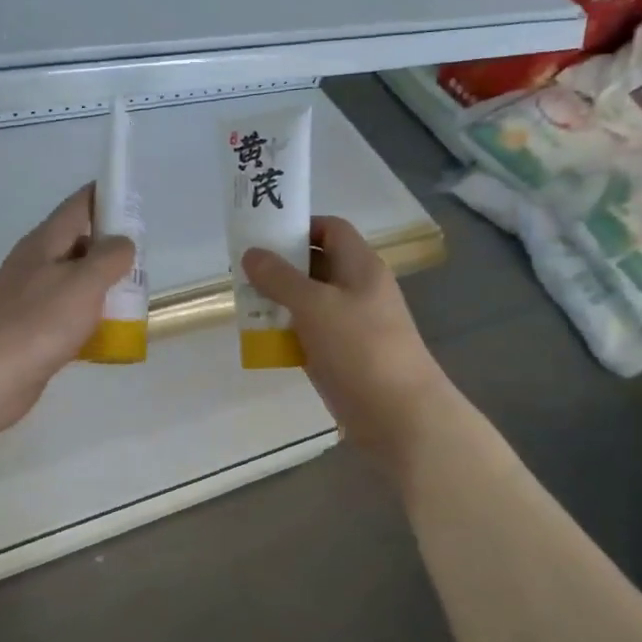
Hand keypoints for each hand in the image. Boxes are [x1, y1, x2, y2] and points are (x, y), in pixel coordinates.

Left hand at [0, 185, 134, 440]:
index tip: (138, 207)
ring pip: (77, 281)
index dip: (109, 198)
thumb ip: (110, 257)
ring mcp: (33, 297)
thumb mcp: (83, 283)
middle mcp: (37, 263)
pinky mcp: (34, 330)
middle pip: (81, 243)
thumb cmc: (38, 323)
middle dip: (113, 250)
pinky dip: (91, 319)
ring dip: (104, 288)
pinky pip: (70, 314)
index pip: (80, 204)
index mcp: (45, 242)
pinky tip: (110, 335)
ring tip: (134, 301)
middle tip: (143, 265)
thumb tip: (123, 242)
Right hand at [242, 216, 454, 474]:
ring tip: (244, 303)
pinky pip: (309, 334)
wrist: (399, 415)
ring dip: (279, 301)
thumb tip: (251, 253)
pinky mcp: (342, 356)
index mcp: (360, 266)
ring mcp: (351, 324)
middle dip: (281, 266)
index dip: (300, 226)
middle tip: (243, 270)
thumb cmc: (360, 348)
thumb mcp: (315, 305)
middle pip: (317, 265)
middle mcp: (357, 290)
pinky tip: (261, 338)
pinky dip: (287, 332)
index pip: (331, 229)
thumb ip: (280, 278)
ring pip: (310, 302)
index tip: (264, 235)